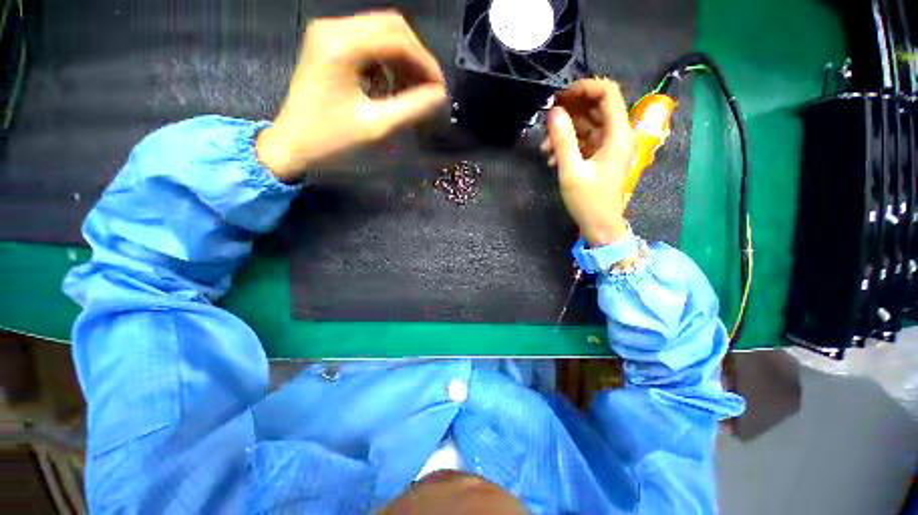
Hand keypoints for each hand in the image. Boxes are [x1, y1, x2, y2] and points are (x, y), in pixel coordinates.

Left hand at [257, 11, 447, 181]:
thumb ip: (411, 108)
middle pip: (391, 27)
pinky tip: (390, 86)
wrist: (292, 144)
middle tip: (428, 89)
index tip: (440, 90)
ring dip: (403, 59)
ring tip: (412, 91)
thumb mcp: (376, 126)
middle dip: (416, 58)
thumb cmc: (331, 140)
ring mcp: (329, 33)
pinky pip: (368, 42)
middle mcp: (334, 28)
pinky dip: (387, 61)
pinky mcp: (328, 43)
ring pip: (381, 32)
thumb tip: (439, 95)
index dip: (426, 63)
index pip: (398, 40)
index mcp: (341, 46)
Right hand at [542, 79, 635, 246]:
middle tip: (547, 119)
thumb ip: (563, 140)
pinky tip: (552, 157)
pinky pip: (585, 141)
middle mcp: (617, 135)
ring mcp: (609, 146)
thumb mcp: (572, 171)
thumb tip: (553, 112)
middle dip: (570, 110)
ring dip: (565, 131)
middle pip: (596, 107)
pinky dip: (569, 144)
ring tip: (545, 147)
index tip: (559, 97)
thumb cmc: (589, 201)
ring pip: (588, 125)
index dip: (584, 88)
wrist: (600, 226)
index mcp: (618, 134)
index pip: (607, 94)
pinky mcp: (600, 156)